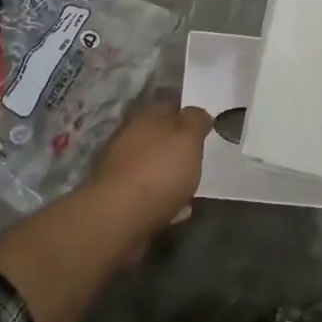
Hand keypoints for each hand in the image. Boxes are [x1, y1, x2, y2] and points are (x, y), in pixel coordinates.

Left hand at [84, 100, 213, 236]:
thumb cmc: (159, 170)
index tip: (204, 129)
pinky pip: (147, 192)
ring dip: (168, 174)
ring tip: (189, 189)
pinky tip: (176, 211)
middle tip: (197, 160)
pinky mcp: (117, 196)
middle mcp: (129, 136)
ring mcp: (119, 167)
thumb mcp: (188, 137)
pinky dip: (161, 198)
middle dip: (176, 147)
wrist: (119, 216)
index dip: (187, 115)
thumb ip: (196, 121)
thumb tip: (198, 115)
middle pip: (158, 136)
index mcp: (146, 116)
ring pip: (152, 164)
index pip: (169, 105)